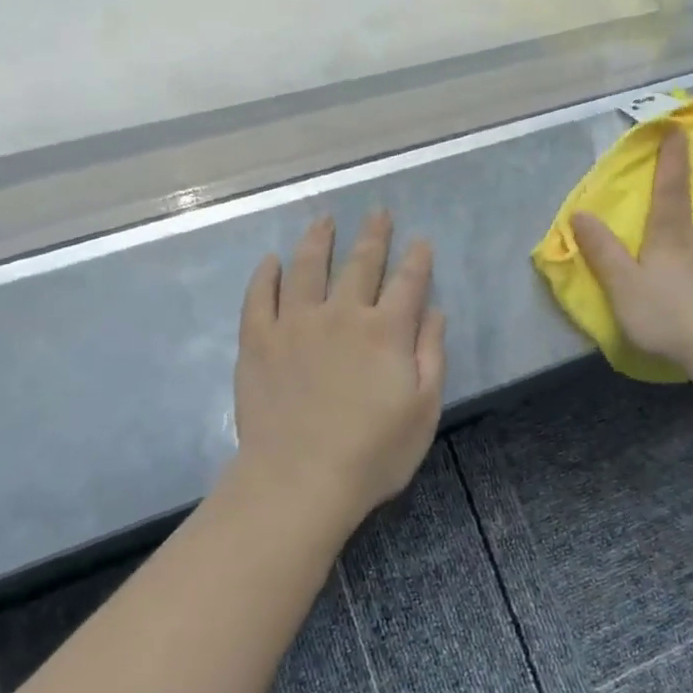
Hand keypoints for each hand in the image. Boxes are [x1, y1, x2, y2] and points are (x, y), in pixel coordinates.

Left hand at [230, 212, 446, 537]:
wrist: (299, 480)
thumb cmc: (372, 453)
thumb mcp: (423, 410)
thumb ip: (431, 354)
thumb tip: (434, 311)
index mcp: (385, 331)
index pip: (408, 282)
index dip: (417, 259)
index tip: (421, 241)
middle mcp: (341, 314)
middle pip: (361, 263)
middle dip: (374, 235)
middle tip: (378, 212)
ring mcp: (295, 323)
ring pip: (308, 267)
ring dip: (319, 239)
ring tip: (324, 219)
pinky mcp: (258, 339)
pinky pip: (260, 296)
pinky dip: (267, 275)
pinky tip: (272, 261)